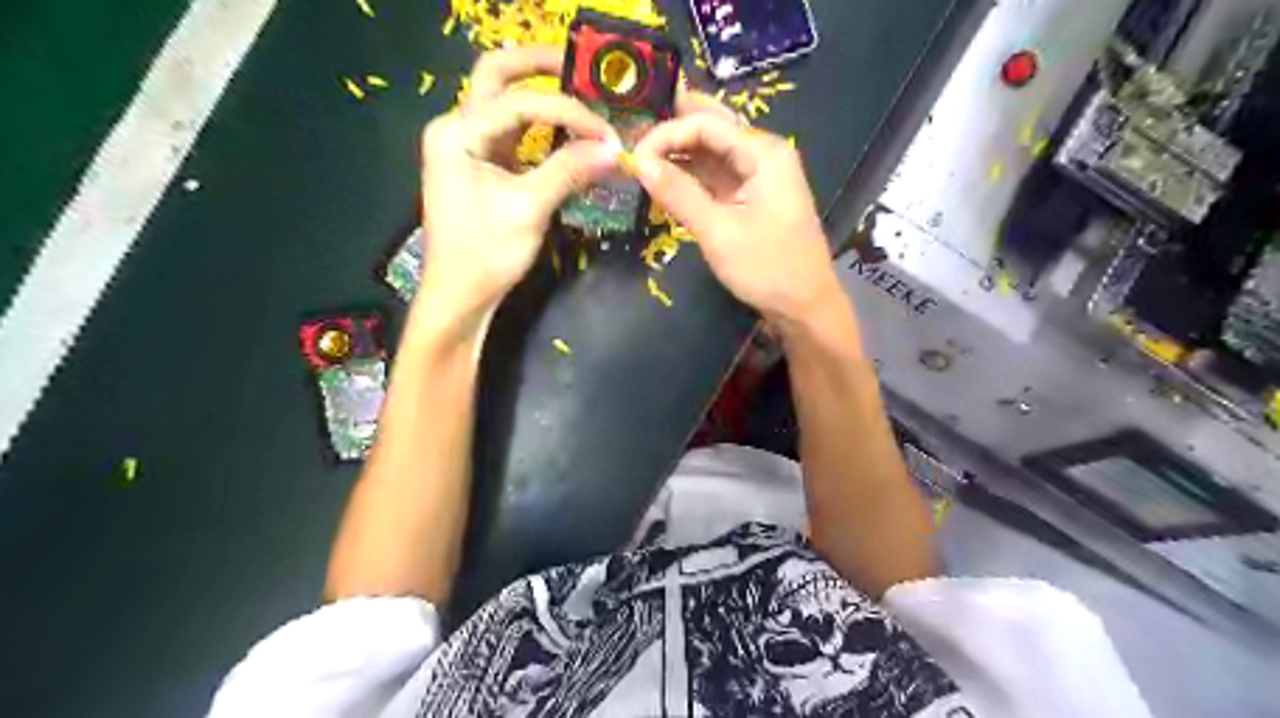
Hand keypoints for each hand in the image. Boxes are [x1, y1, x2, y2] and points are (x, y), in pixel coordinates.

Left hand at [421, 47, 619, 328]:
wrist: (460, 297)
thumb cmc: (484, 255)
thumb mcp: (528, 210)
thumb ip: (569, 171)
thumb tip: (614, 148)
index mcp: (456, 132)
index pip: (521, 103)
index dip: (569, 113)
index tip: (608, 134)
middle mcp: (457, 128)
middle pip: (498, 78)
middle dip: (539, 68)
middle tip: (581, 68)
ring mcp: (469, 147)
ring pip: (507, 104)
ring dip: (543, 97)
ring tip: (583, 97)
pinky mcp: (483, 167)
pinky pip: (515, 135)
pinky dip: (543, 130)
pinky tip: (570, 134)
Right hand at [632, 109, 842, 322]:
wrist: (805, 306)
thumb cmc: (767, 267)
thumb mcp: (718, 231)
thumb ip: (678, 193)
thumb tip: (638, 162)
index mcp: (763, 152)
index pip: (706, 125)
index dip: (666, 135)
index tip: (632, 159)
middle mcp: (763, 154)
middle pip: (712, 130)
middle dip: (673, 133)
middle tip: (635, 140)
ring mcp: (759, 177)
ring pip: (713, 153)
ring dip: (680, 155)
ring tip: (643, 160)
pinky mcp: (751, 199)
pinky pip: (717, 177)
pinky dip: (692, 178)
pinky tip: (667, 180)